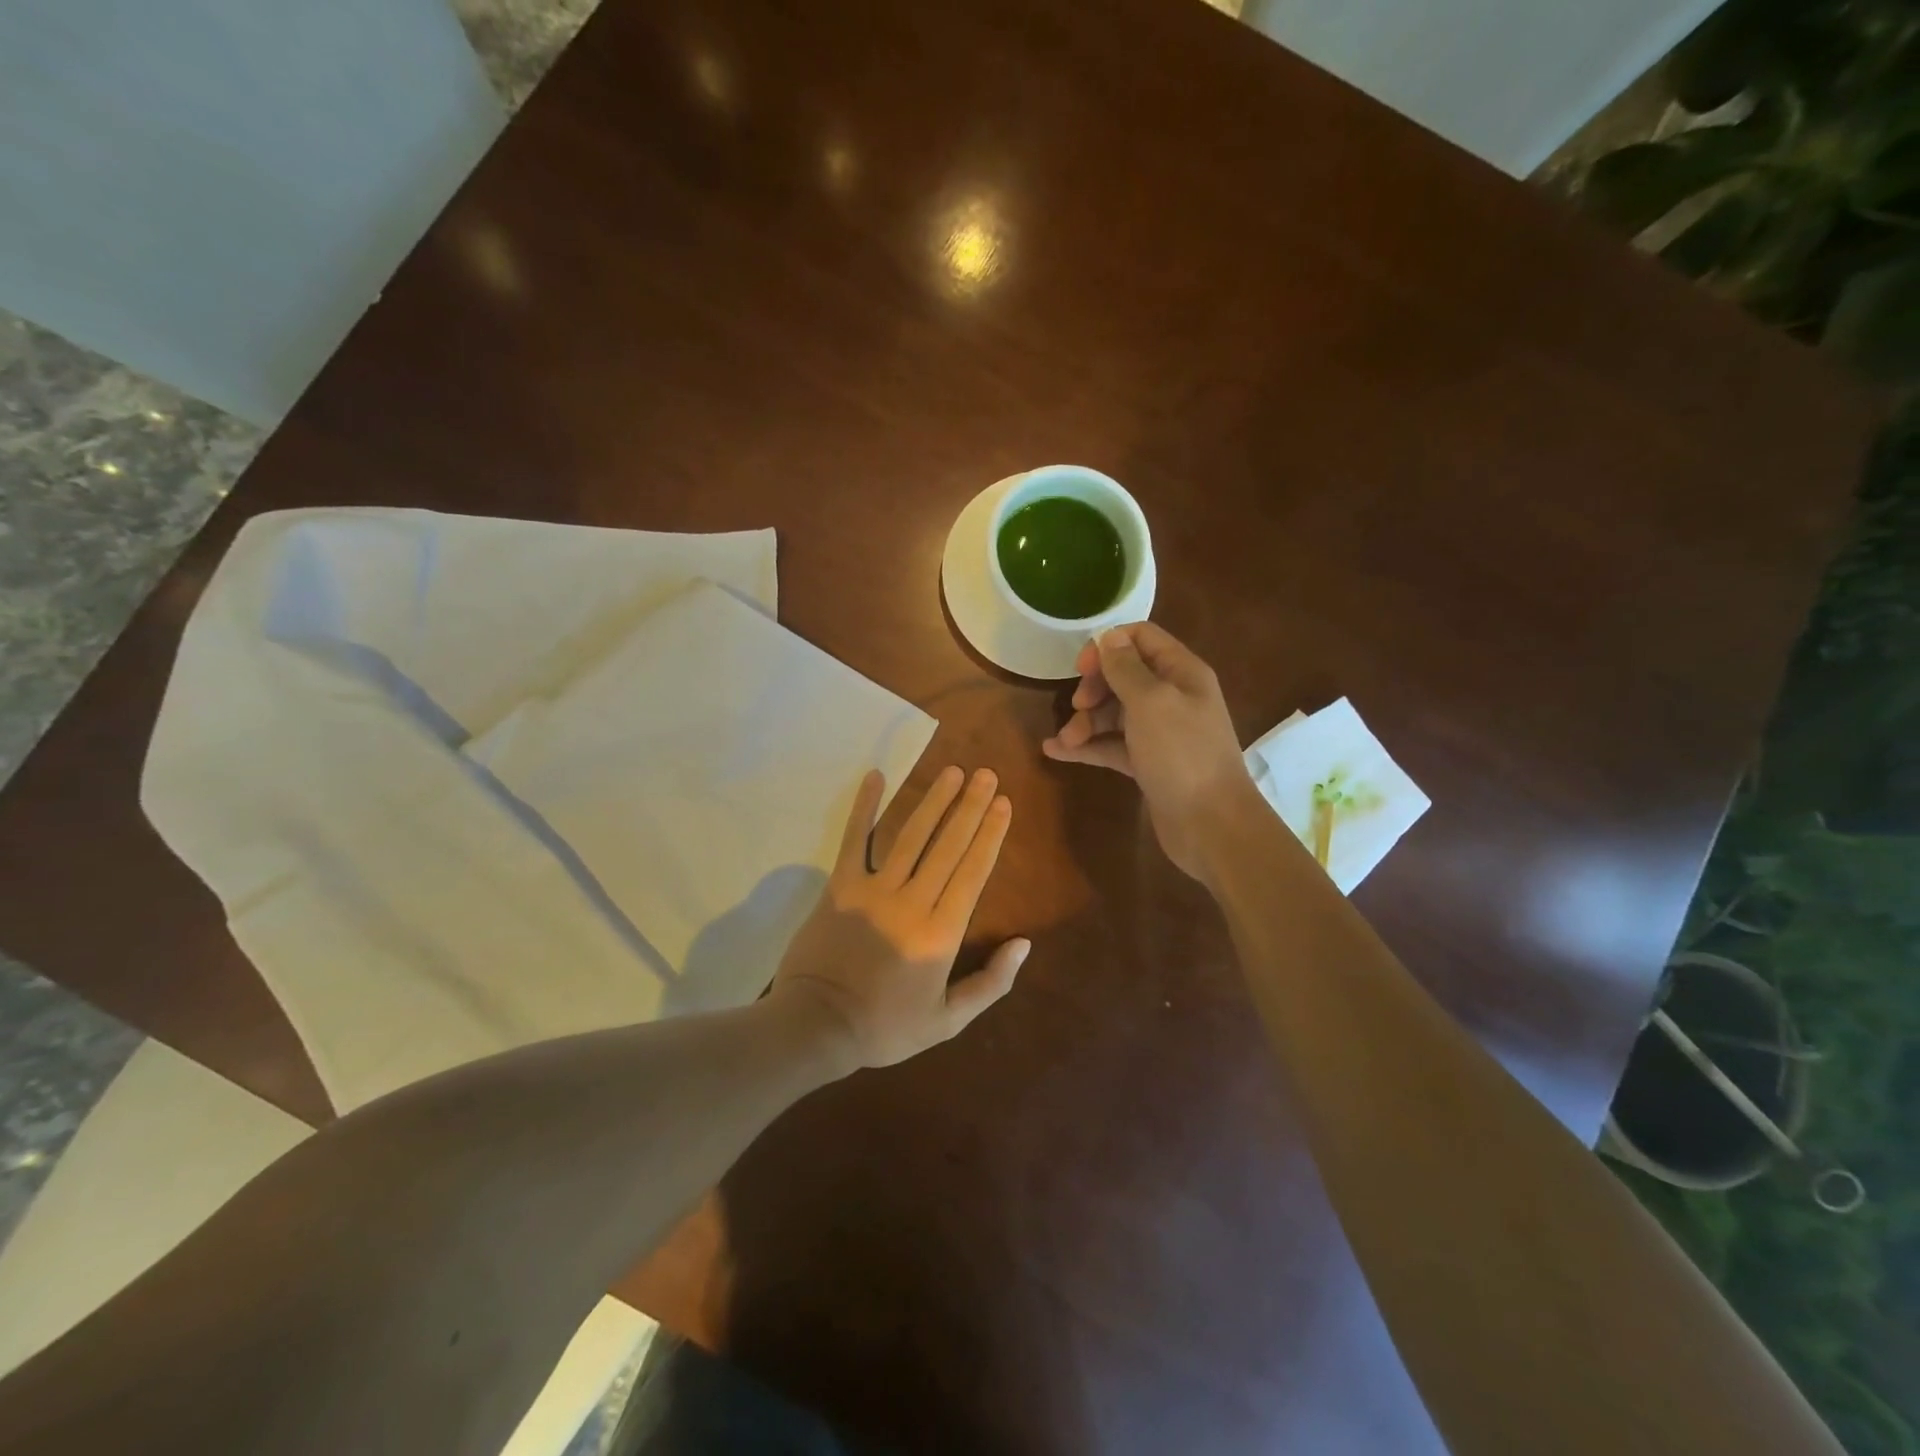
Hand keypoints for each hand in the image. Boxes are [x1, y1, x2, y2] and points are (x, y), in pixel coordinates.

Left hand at [770, 766, 1029, 1069]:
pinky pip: (855, 840)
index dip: (990, 834)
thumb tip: (1023, 944)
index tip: (1003, 803)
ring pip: (910, 836)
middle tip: (986, 775)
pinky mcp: (840, 886)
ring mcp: (874, 890)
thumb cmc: (886, 1028)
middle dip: (970, 807)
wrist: (817, 1027)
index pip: (973, 872)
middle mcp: (912, 902)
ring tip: (952, 772)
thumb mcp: (947, 1021)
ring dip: (933, 801)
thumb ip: (990, 983)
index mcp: (941, 934)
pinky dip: (865, 807)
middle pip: (947, 845)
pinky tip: (875, 776)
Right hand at [1041, 622, 1256, 877]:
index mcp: (1181, 673)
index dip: (1108, 646)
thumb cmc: (1182, 754)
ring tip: (1065, 741)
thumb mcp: (1151, 702)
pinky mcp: (1148, 764)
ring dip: (1086, 722)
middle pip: (1124, 677)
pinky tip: (1056, 752)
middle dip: (1094, 688)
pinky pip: (1112, 746)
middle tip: (1077, 706)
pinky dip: (1088, 747)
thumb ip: (1127, 668)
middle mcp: (1172, 697)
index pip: (1141, 639)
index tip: (1082, 668)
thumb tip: (1108, 637)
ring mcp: (1160, 733)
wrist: (1211, 824)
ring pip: (1114, 714)